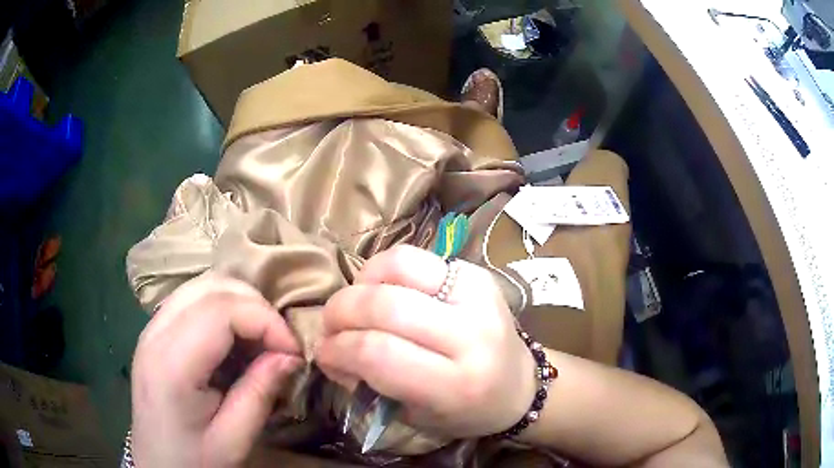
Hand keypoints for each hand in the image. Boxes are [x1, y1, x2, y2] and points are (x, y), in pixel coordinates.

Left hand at [131, 274, 301, 467]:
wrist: (158, 465)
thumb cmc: (194, 460)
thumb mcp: (233, 440)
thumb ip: (259, 394)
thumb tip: (290, 356)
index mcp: (171, 365)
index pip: (221, 310)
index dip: (265, 321)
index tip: (293, 351)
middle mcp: (156, 333)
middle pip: (211, 286)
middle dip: (256, 306)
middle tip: (279, 344)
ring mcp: (152, 328)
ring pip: (202, 285)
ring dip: (240, 303)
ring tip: (260, 339)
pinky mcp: (155, 331)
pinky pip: (193, 299)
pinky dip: (223, 308)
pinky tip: (234, 339)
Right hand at [316, 246, 535, 437]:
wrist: (520, 385)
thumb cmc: (467, 411)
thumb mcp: (416, 416)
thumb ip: (370, 382)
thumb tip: (331, 349)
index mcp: (456, 384)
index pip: (378, 354)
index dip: (337, 350)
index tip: (324, 355)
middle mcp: (471, 334)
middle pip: (384, 306)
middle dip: (340, 312)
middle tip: (330, 327)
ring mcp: (478, 295)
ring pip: (398, 265)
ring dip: (360, 283)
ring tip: (355, 305)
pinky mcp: (477, 272)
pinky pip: (414, 256)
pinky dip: (383, 270)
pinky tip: (380, 290)